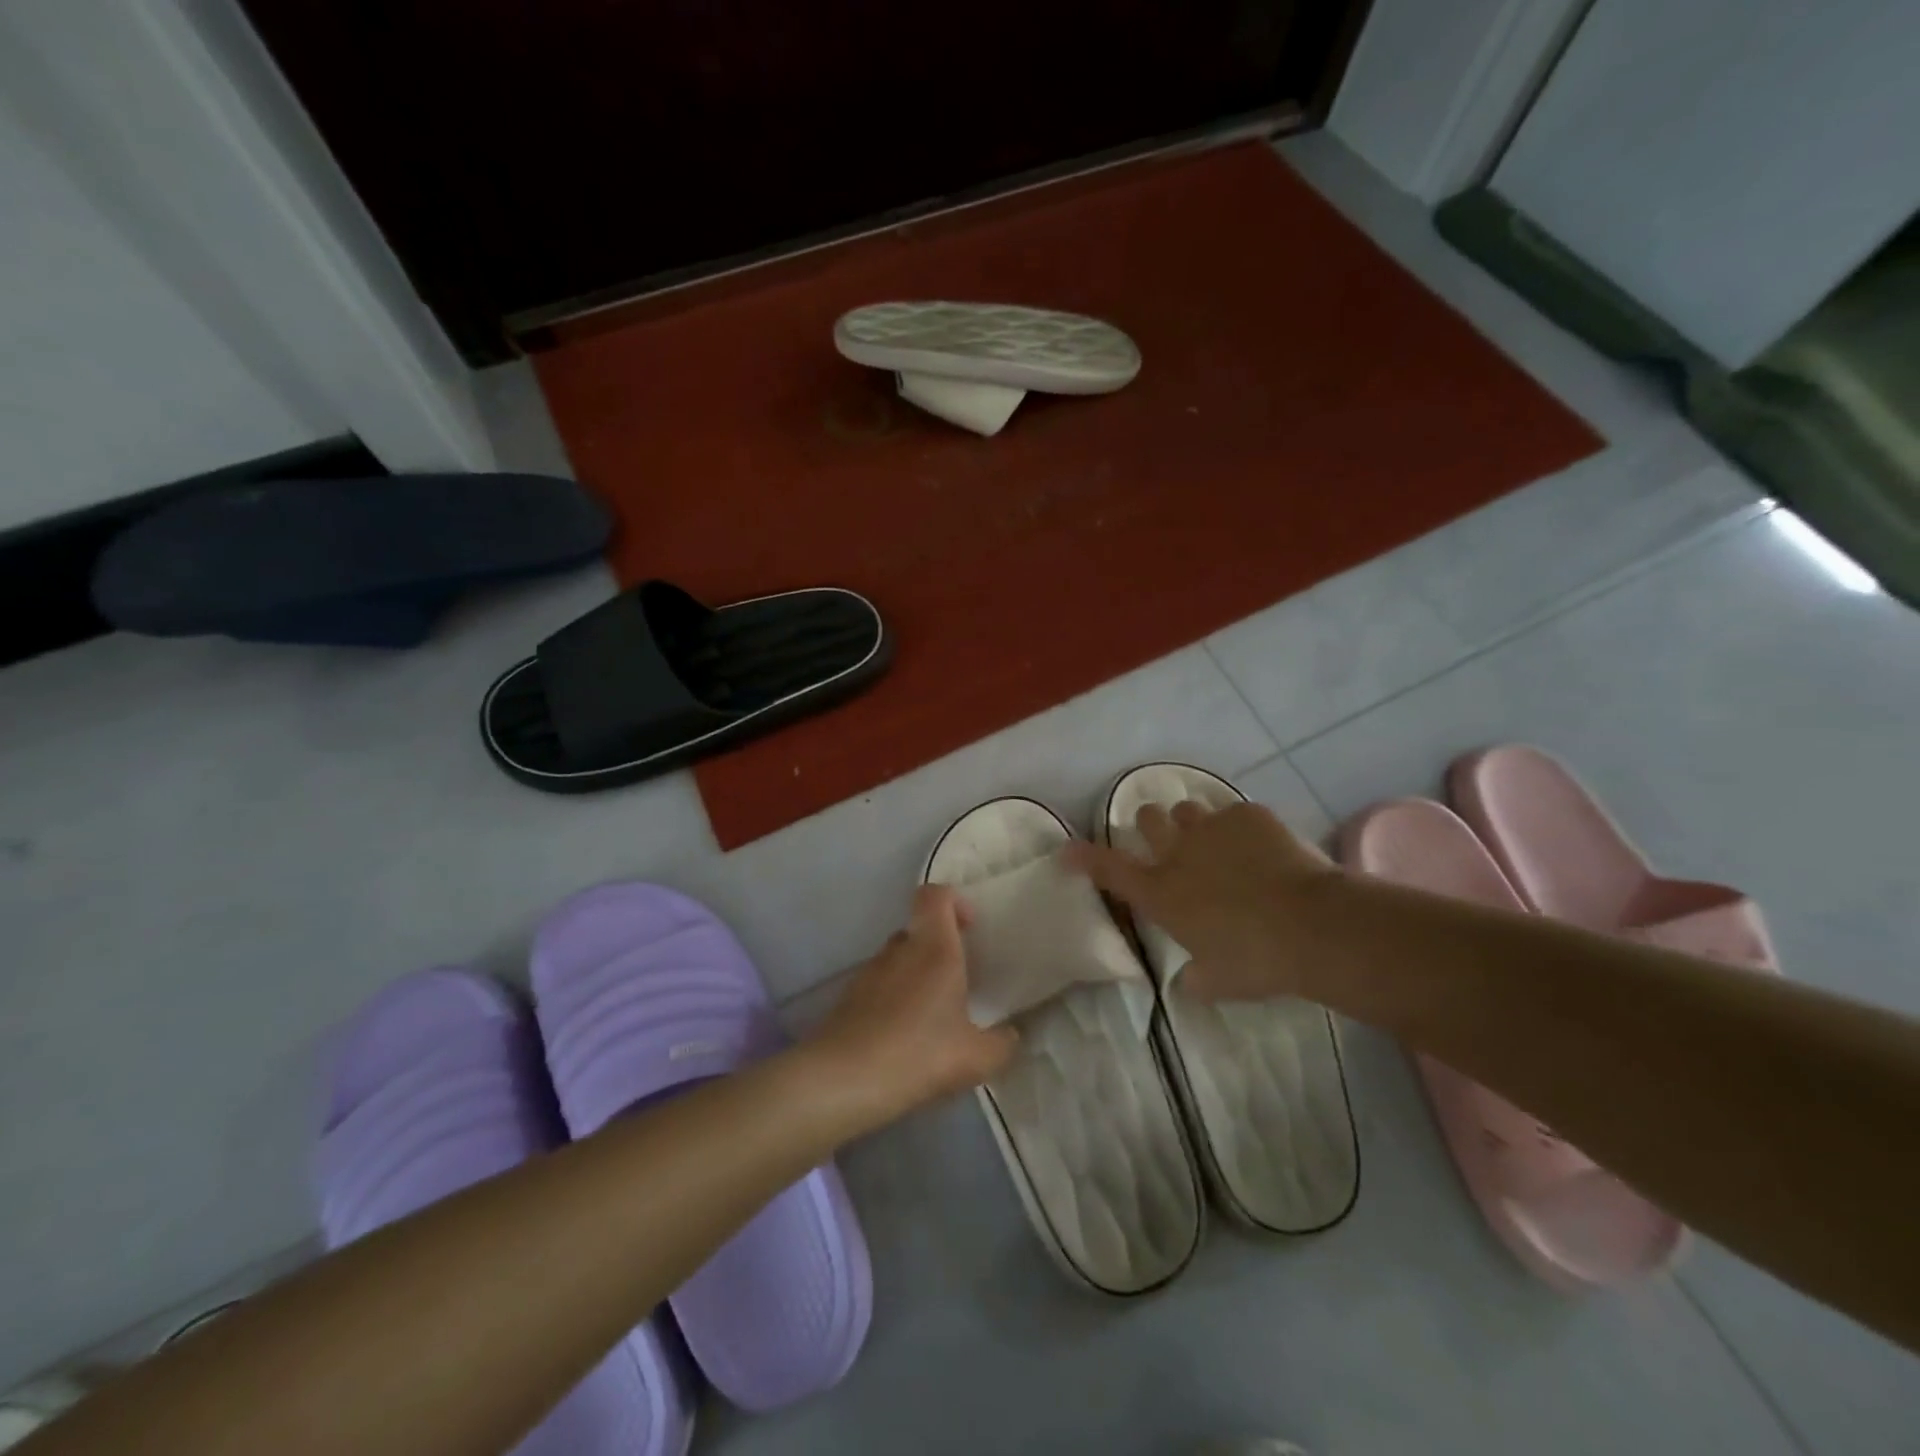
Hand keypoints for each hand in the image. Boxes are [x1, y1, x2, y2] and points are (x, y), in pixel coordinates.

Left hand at [809, 885, 1017, 1127]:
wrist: (843, 1080)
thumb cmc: (919, 1053)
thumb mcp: (977, 1057)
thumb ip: (1002, 1043)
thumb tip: (1010, 1036)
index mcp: (934, 948)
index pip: (935, 895)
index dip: (954, 901)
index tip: (971, 927)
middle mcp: (900, 950)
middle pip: (919, 928)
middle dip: (939, 946)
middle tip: (959, 979)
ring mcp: (869, 971)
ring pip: (898, 958)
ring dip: (916, 974)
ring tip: (933, 1014)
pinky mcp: (849, 997)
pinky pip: (879, 985)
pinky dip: (894, 999)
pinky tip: (905, 1036)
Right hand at [1065, 799, 1337, 1001]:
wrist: (1312, 926)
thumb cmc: (1256, 960)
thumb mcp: (1218, 982)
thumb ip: (1195, 978)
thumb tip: (1187, 981)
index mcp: (1161, 893)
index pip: (1108, 869)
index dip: (1084, 857)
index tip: (1068, 850)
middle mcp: (1178, 852)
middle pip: (1148, 819)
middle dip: (1150, 825)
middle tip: (1166, 841)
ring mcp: (1213, 827)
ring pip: (1187, 809)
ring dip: (1192, 823)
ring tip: (1213, 840)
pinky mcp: (1249, 815)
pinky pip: (1235, 812)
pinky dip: (1240, 827)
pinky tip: (1260, 846)